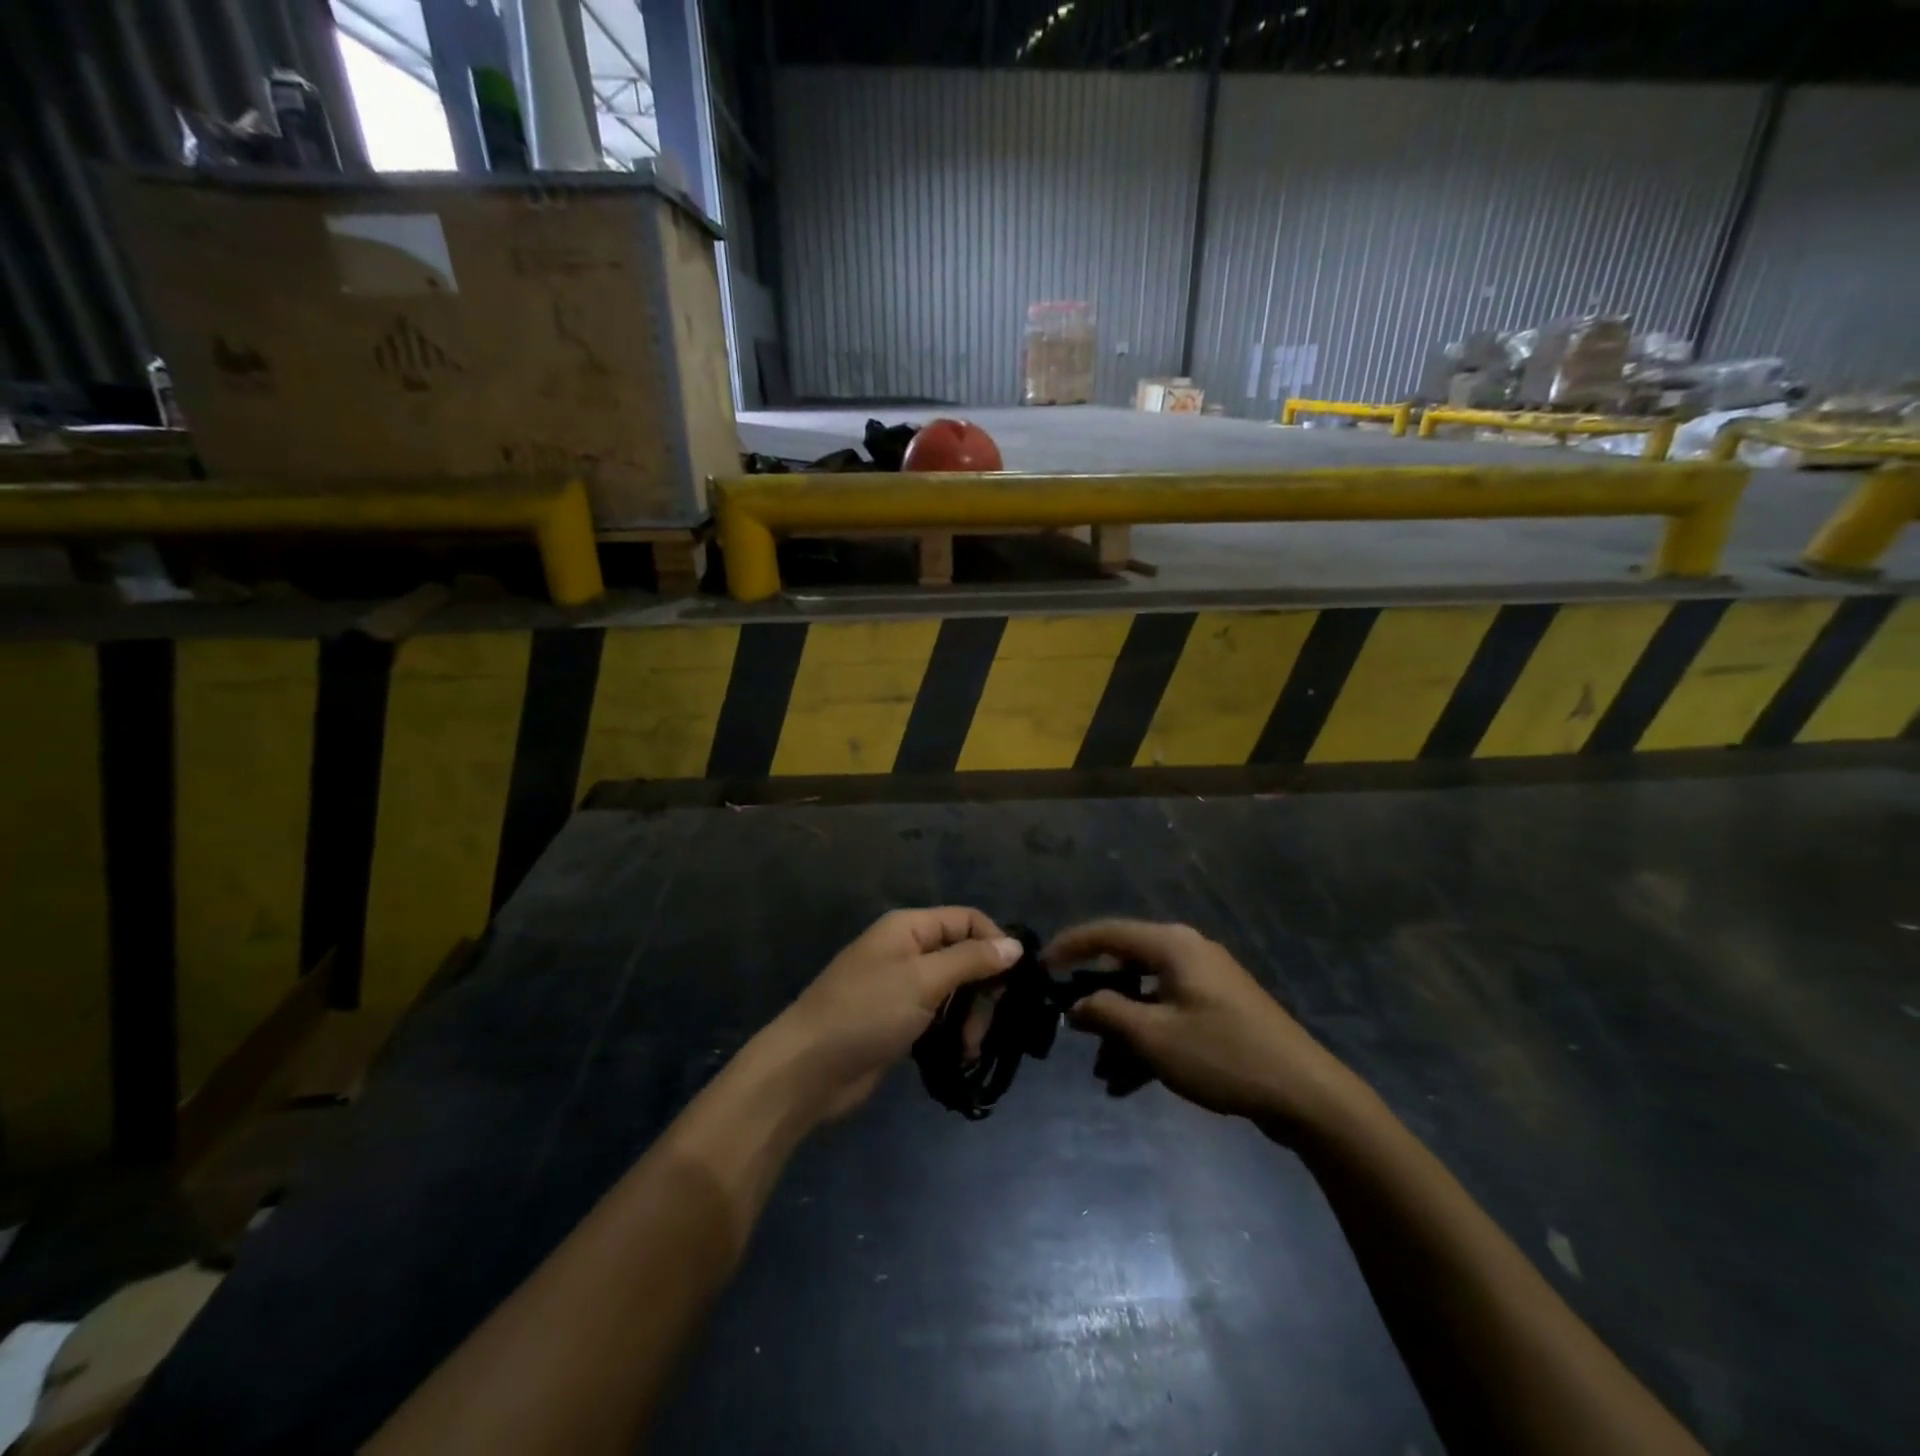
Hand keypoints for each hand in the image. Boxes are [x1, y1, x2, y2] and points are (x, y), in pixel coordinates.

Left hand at [776, 908, 1021, 1120]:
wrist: (808, 1069)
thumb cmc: (867, 1012)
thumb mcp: (923, 980)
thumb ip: (971, 960)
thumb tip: (1015, 945)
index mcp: (909, 928)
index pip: (967, 920)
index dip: (995, 943)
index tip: (1016, 979)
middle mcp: (907, 951)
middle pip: (964, 957)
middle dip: (982, 990)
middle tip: (987, 1024)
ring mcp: (902, 988)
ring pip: (954, 992)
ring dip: (970, 1018)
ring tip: (969, 1048)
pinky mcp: (898, 1022)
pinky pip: (939, 1019)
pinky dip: (953, 1034)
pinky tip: (959, 1056)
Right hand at [1045, 920, 1355, 1133]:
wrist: (1305, 1094)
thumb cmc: (1222, 1054)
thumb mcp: (1153, 1037)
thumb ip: (1106, 1013)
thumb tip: (1075, 1004)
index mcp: (1171, 945)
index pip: (1106, 933)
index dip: (1069, 947)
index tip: (1040, 967)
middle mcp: (1187, 952)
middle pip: (1126, 967)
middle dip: (1098, 1002)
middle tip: (1072, 1028)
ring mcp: (1206, 981)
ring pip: (1146, 997)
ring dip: (1122, 1031)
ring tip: (1103, 1073)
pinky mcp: (1219, 1009)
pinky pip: (1169, 1015)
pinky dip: (1148, 1040)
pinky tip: (1129, 1082)